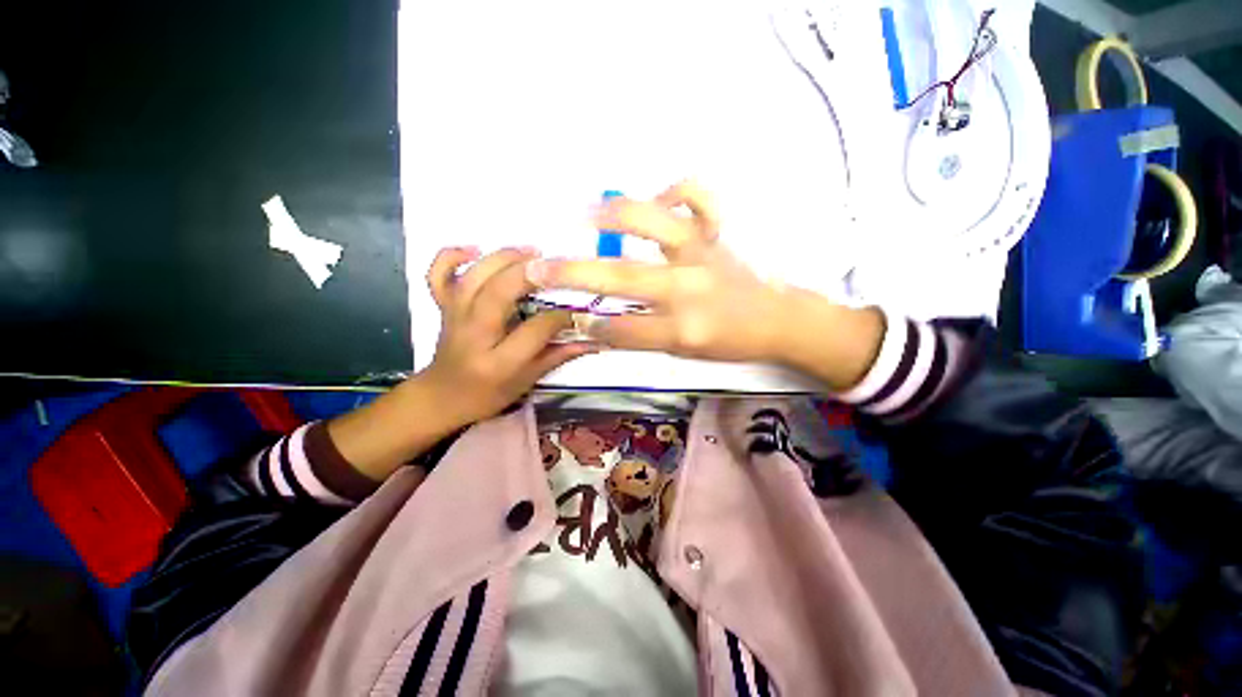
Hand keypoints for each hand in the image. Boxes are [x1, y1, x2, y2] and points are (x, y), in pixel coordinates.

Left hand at [423, 246, 595, 423]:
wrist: (442, 397)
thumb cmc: (489, 394)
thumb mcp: (528, 380)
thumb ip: (560, 356)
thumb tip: (595, 340)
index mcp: (499, 362)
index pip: (535, 330)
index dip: (560, 317)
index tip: (577, 311)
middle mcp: (474, 335)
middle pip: (498, 294)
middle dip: (529, 274)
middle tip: (555, 265)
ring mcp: (454, 317)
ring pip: (473, 278)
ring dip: (502, 259)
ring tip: (530, 251)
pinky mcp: (442, 307)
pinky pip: (437, 275)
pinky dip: (450, 256)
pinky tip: (474, 249)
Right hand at [525, 181, 787, 362]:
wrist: (778, 320)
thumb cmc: (731, 342)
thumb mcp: (685, 353)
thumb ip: (643, 337)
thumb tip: (603, 324)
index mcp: (682, 329)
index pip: (620, 329)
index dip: (590, 326)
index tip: (569, 318)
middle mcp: (688, 289)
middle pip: (621, 278)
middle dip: (572, 274)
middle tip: (538, 269)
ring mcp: (702, 253)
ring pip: (654, 224)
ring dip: (616, 215)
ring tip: (585, 215)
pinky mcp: (715, 233)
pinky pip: (697, 198)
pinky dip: (675, 191)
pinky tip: (657, 200)